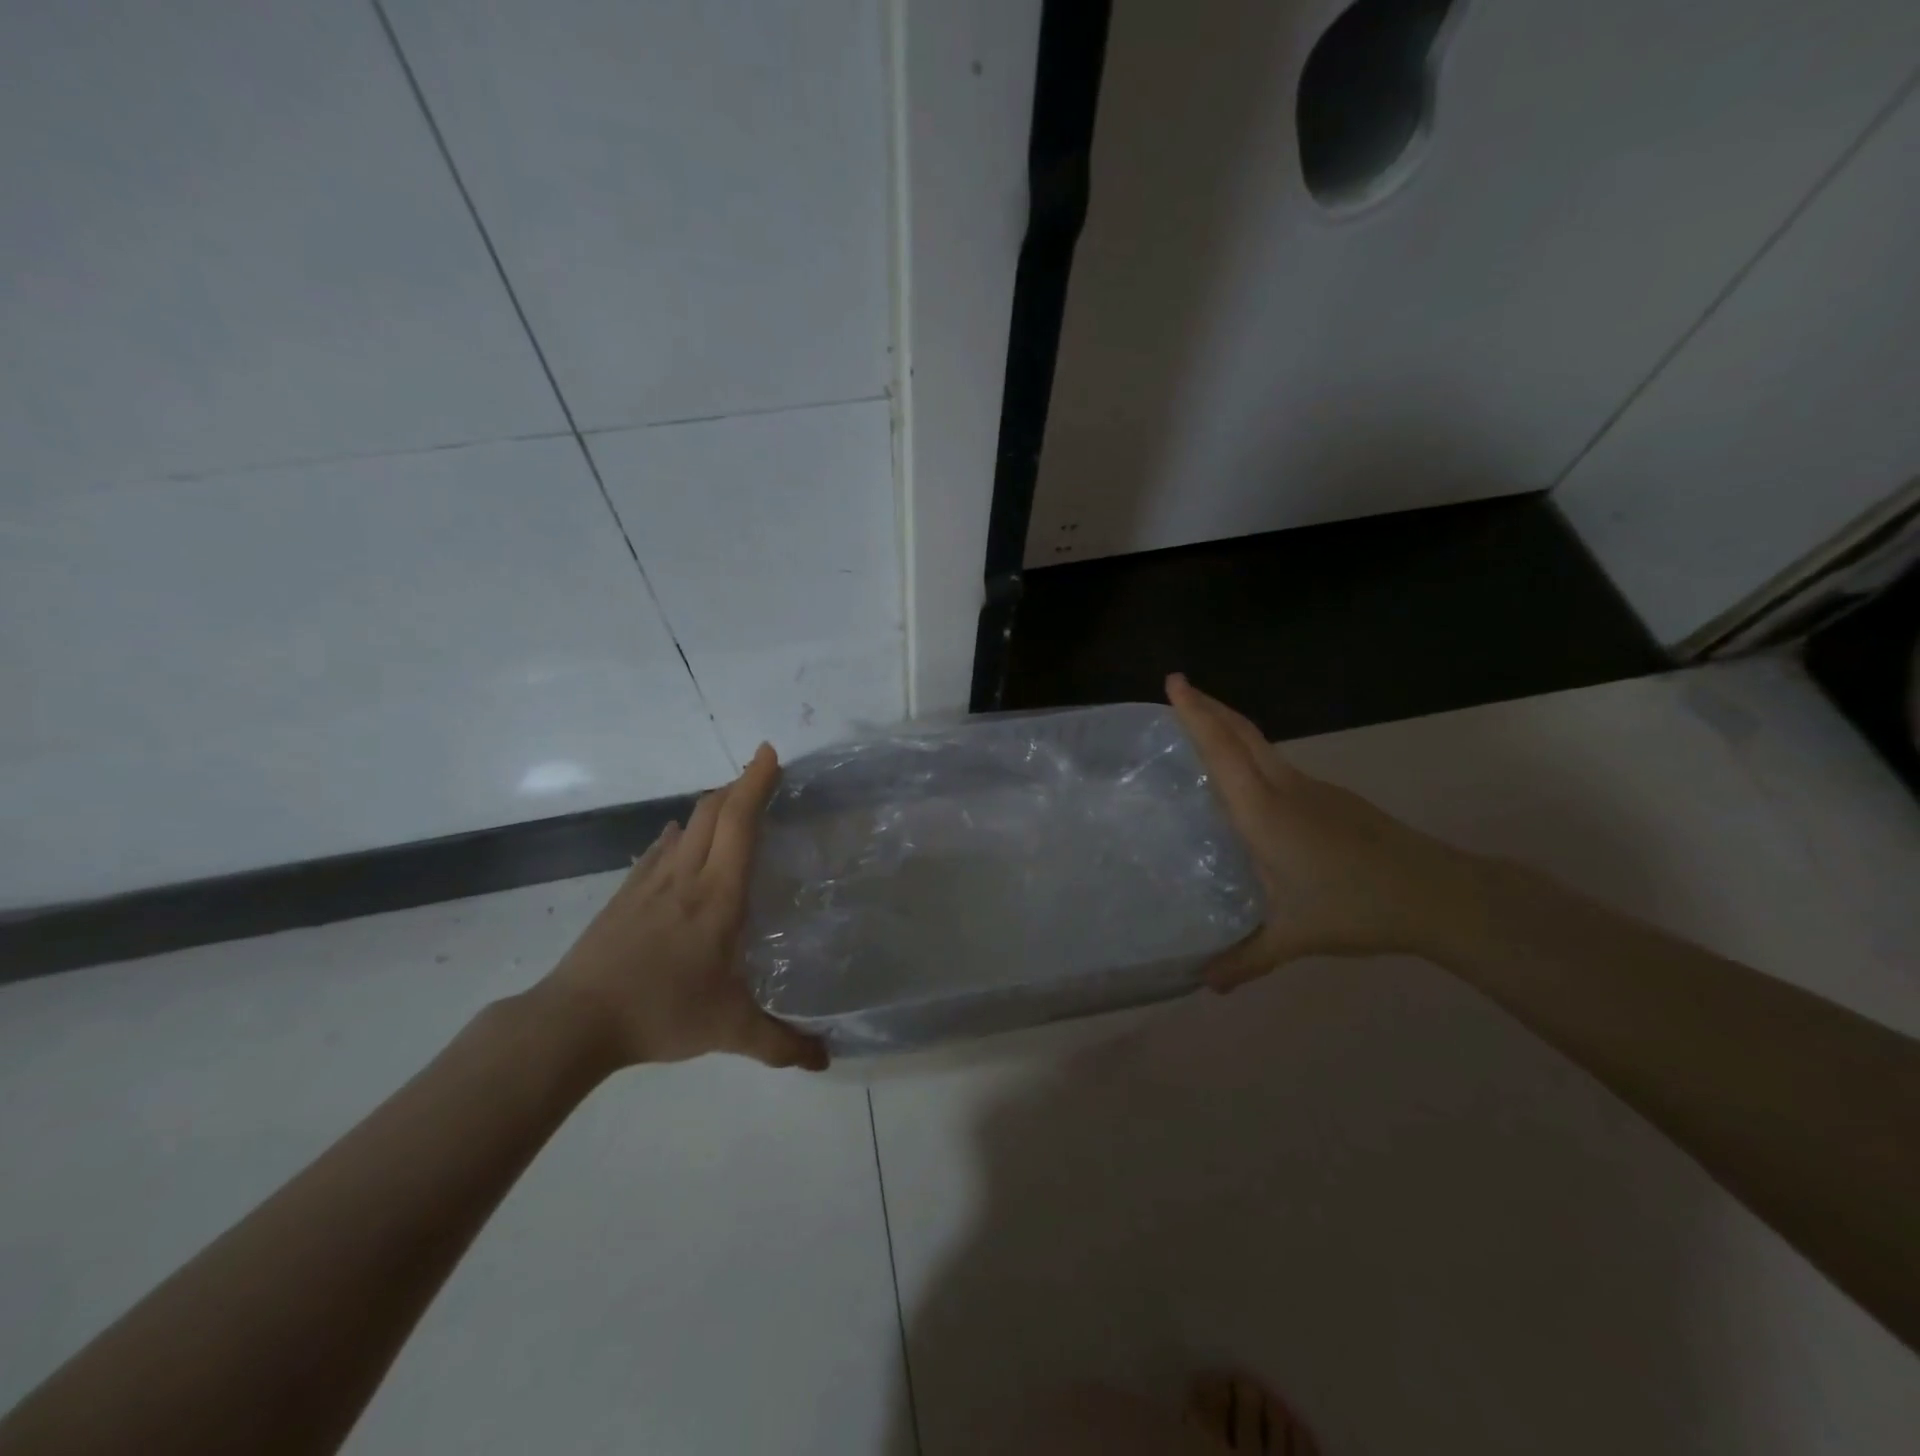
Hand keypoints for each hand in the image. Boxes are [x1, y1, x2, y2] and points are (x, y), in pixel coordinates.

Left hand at [536, 744, 828, 1070]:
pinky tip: (680, 843)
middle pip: (713, 811)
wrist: (574, 1021)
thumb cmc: (660, 1013)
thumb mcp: (729, 1030)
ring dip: (713, 807)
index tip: (770, 754)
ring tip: (733, 806)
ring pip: (687, 825)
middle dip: (740, 784)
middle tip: (763, 773)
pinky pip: (659, 850)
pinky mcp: (625, 896)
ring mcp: (650, 882)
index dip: (756, 783)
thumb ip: (781, 1044)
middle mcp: (686, 876)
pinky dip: (680, 835)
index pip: (740, 823)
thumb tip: (826, 1059)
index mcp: (718, 896)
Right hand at [1167, 673, 1463, 989]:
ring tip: (1203, 733)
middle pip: (1243, 733)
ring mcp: (1313, 790)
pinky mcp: (1333, 800)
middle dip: (1209, 706)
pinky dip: (1252, 757)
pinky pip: (1279, 766)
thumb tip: (1205, 985)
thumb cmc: (1355, 907)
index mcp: (1264, 812)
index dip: (1196, 714)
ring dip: (1231, 729)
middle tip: (1179, 689)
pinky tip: (1249, 787)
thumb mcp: (1293, 937)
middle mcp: (1285, 789)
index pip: (1223, 751)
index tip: (1174, 681)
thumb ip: (1245, 959)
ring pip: (1262, 747)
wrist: (1438, 894)